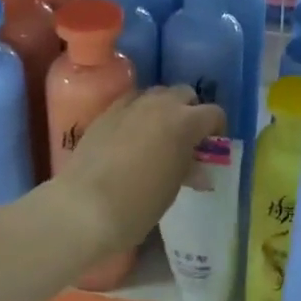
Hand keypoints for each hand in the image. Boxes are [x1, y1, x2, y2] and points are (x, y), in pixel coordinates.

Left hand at [60, 86, 224, 255]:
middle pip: (184, 93)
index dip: (216, 128)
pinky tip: (132, 135)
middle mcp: (160, 104)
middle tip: (186, 138)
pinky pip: (130, 102)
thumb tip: (198, 168)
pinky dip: (138, 112)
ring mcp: (130, 105)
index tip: (211, 145)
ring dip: (164, 108)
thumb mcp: (173, 188)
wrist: (84, 207)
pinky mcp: (106, 112)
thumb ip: (188, 168)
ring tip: (158, 134)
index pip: (213, 113)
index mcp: (185, 122)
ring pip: (157, 93)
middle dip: (190, 111)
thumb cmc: (139, 204)